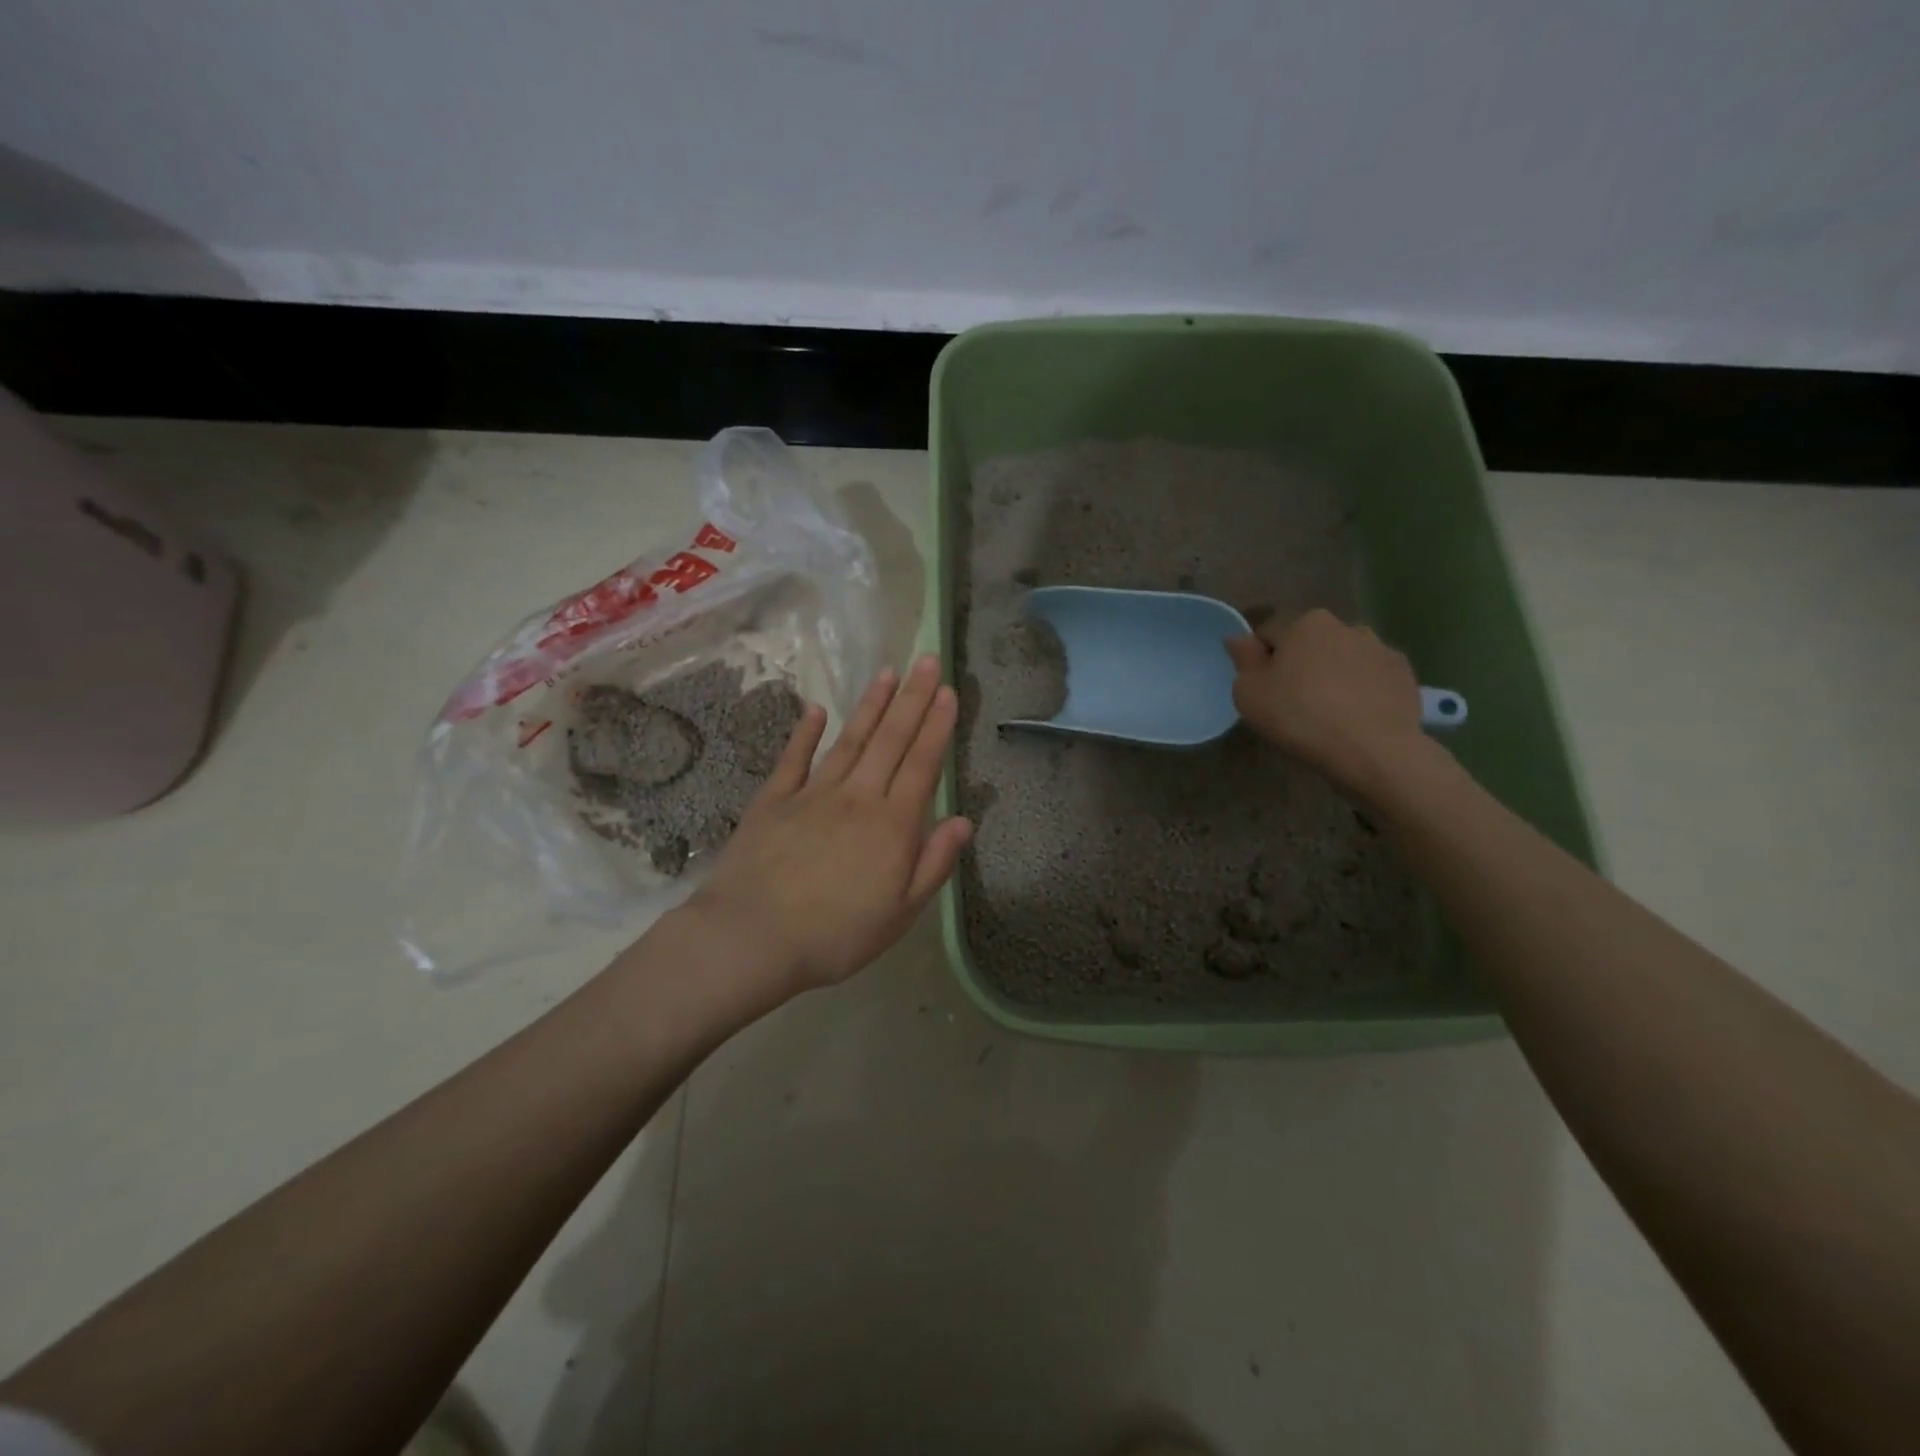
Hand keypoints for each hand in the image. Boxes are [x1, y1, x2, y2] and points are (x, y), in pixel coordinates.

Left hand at [685, 654, 971, 995]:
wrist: (753, 936)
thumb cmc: (836, 934)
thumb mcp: (901, 912)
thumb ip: (934, 863)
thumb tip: (964, 820)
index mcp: (892, 824)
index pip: (922, 764)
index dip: (937, 725)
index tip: (947, 690)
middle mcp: (858, 796)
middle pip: (891, 740)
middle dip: (912, 698)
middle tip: (926, 659)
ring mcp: (813, 793)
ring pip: (850, 740)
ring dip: (871, 705)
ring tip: (887, 673)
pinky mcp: (774, 799)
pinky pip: (794, 758)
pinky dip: (805, 732)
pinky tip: (817, 710)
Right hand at [1224, 608, 1429, 799]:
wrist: (1373, 751)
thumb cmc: (1300, 717)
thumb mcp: (1249, 693)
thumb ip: (1243, 659)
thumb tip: (1239, 638)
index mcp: (1305, 623)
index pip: (1269, 632)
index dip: (1260, 660)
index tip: (1262, 689)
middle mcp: (1345, 625)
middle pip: (1309, 642)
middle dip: (1300, 663)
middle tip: (1293, 702)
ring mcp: (1380, 648)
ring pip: (1343, 658)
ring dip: (1333, 674)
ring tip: (1329, 712)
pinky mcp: (1404, 674)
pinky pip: (1371, 677)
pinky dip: (1362, 690)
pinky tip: (1355, 717)